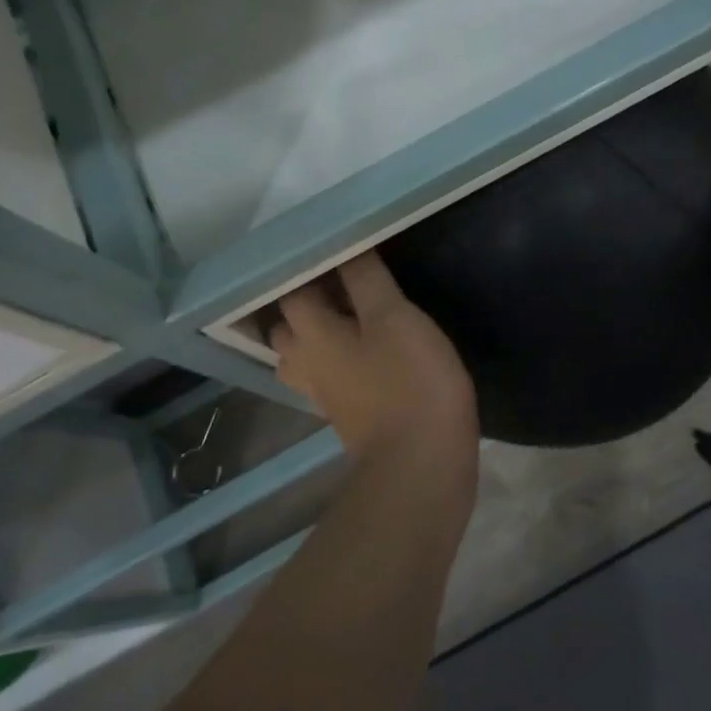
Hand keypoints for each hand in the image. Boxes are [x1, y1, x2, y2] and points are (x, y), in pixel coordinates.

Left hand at [270, 252, 478, 476]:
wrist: (421, 464)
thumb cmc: (409, 382)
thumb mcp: (394, 317)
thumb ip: (366, 279)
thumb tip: (344, 246)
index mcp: (312, 334)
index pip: (291, 291)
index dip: (308, 268)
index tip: (335, 250)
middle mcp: (306, 364)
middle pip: (288, 327)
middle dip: (305, 302)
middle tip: (340, 282)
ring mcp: (324, 395)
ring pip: (305, 357)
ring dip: (318, 335)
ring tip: (351, 317)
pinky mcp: (347, 416)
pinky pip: (330, 378)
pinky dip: (339, 361)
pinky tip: (367, 355)